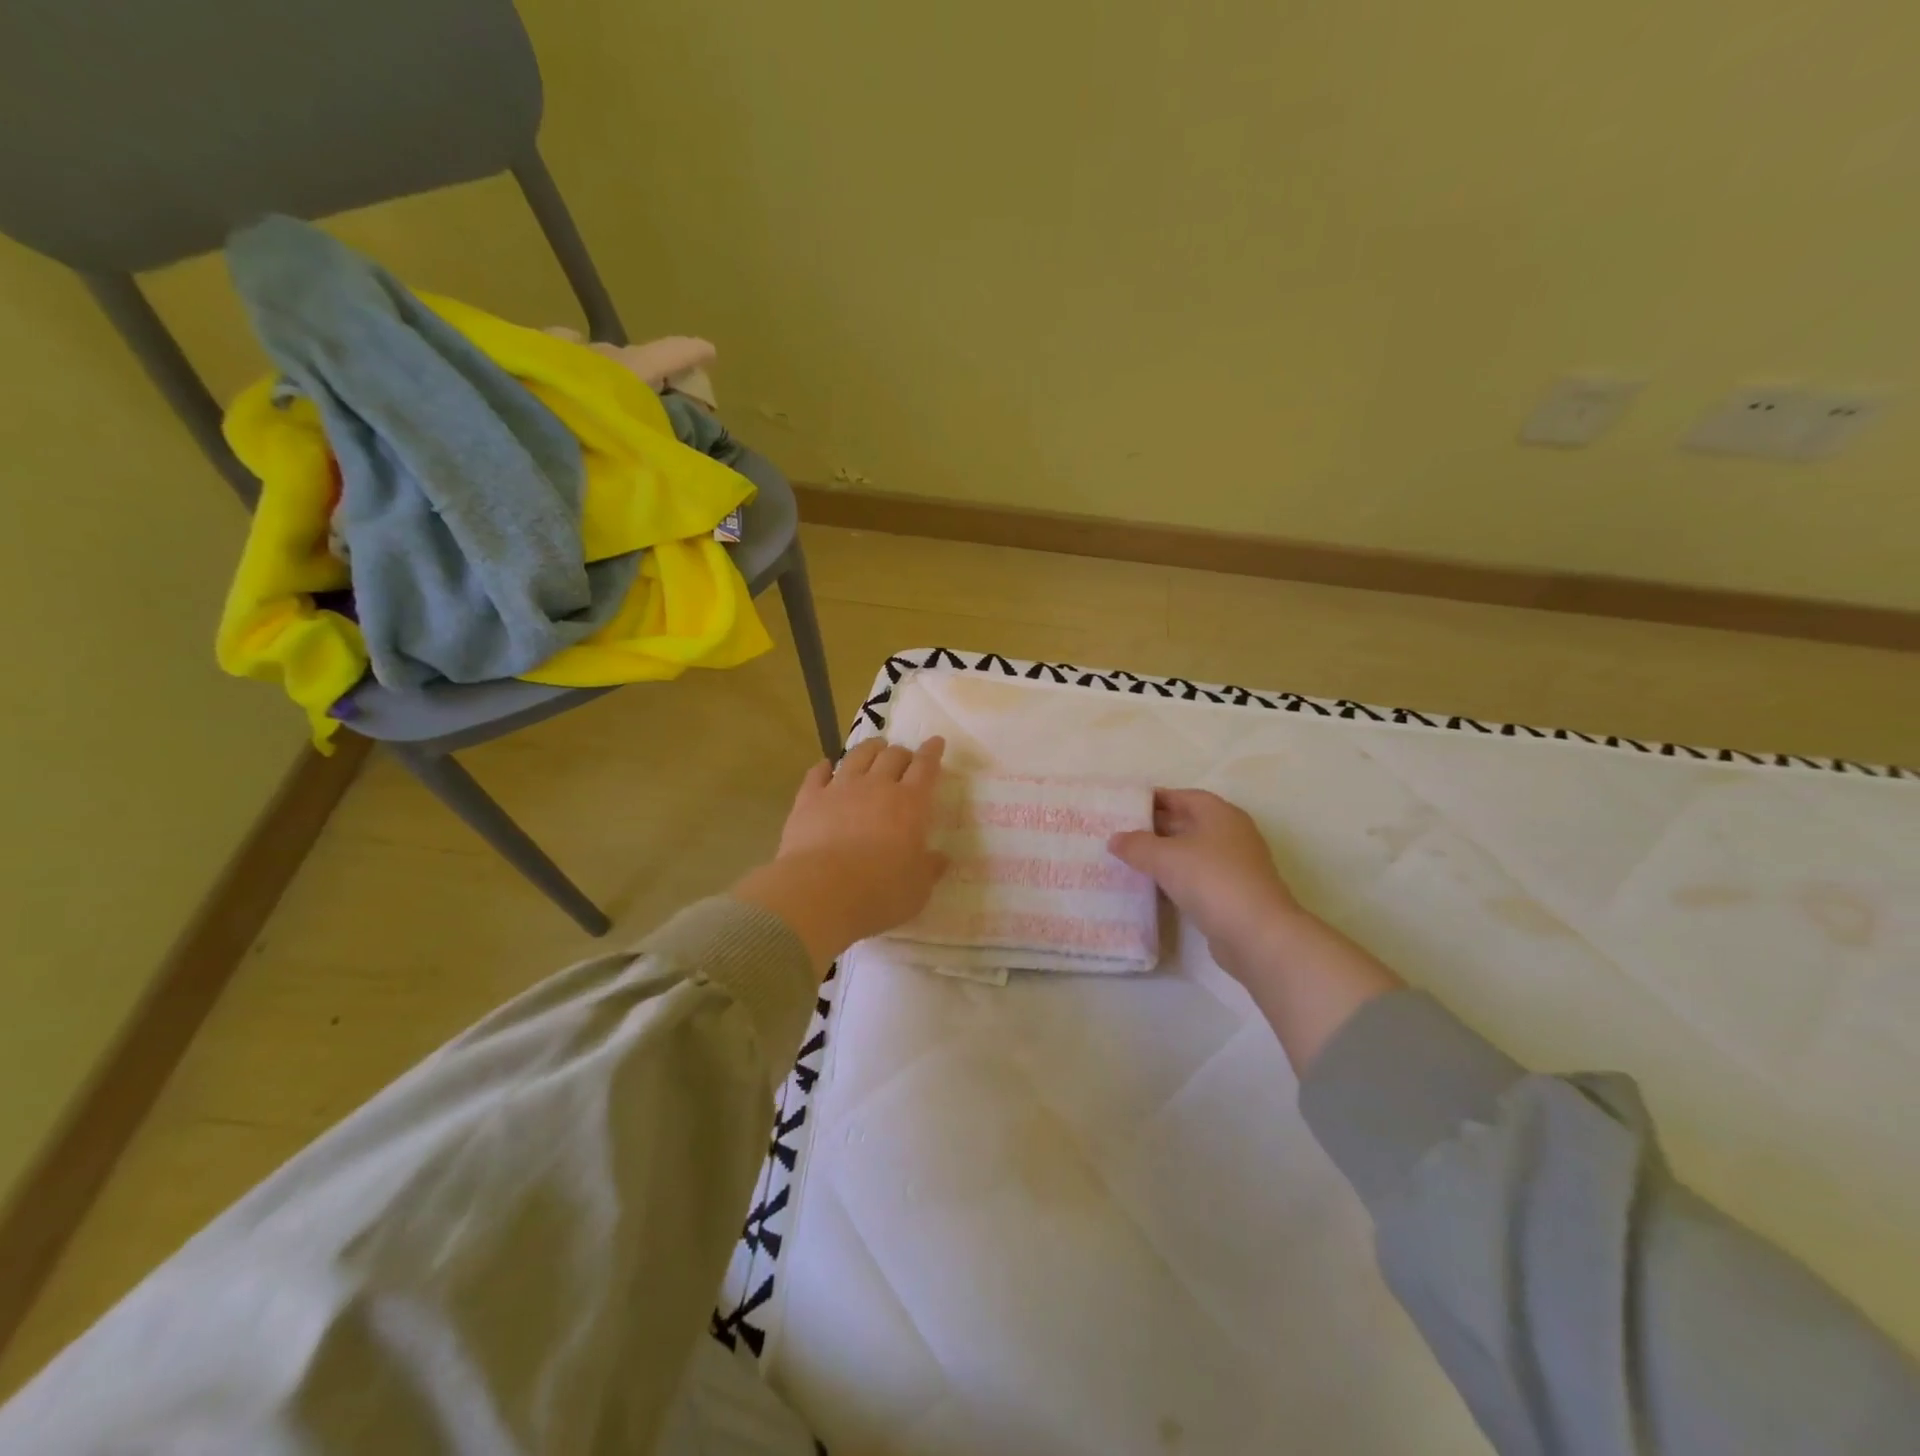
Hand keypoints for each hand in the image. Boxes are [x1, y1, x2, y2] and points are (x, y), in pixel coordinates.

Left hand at [734, 737, 948, 974]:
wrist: (821, 893)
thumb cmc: (880, 893)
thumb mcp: (918, 889)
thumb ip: (930, 869)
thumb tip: (940, 858)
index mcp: (910, 804)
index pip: (926, 768)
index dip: (932, 752)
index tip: (936, 742)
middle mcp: (877, 787)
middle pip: (893, 756)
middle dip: (902, 753)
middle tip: (905, 757)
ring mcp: (840, 789)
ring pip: (857, 756)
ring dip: (869, 749)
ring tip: (874, 748)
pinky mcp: (809, 800)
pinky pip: (817, 774)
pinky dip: (824, 767)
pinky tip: (826, 766)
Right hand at [1110, 788, 1400, 1070]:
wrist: (1257, 934)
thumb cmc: (1211, 880)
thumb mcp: (1165, 857)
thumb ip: (1137, 845)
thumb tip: (1115, 839)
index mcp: (1220, 814)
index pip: (1183, 796)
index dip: (1155, 798)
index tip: (1127, 806)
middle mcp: (1231, 834)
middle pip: (1189, 822)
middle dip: (1157, 826)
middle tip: (1123, 833)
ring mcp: (1236, 865)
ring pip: (1193, 851)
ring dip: (1166, 854)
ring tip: (1133, 859)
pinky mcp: (1234, 894)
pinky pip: (1199, 877)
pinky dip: (1177, 877)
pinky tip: (1155, 886)